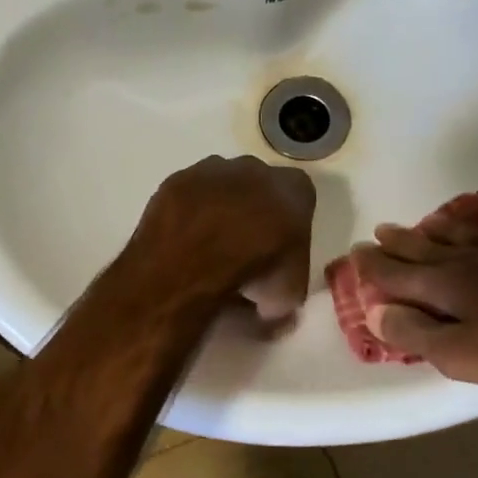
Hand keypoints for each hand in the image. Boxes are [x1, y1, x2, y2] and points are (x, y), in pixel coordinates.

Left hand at [132, 156, 316, 325]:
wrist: (193, 261)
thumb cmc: (255, 272)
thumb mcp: (287, 296)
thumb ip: (287, 291)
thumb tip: (273, 308)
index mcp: (293, 189)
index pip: (301, 200)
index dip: (290, 227)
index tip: (280, 253)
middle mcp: (255, 168)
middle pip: (259, 188)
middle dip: (253, 212)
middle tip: (244, 250)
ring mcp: (211, 170)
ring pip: (221, 188)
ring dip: (218, 210)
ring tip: (208, 248)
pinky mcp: (176, 180)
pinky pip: (188, 197)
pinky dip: (188, 215)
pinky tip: (183, 242)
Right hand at [349, 210, 477, 394]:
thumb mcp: (465, 356)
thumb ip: (417, 333)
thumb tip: (375, 311)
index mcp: (449, 284)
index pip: (398, 273)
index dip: (374, 266)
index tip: (355, 254)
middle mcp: (476, 258)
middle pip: (429, 246)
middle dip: (401, 242)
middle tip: (380, 231)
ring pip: (469, 232)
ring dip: (442, 227)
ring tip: (426, 221)